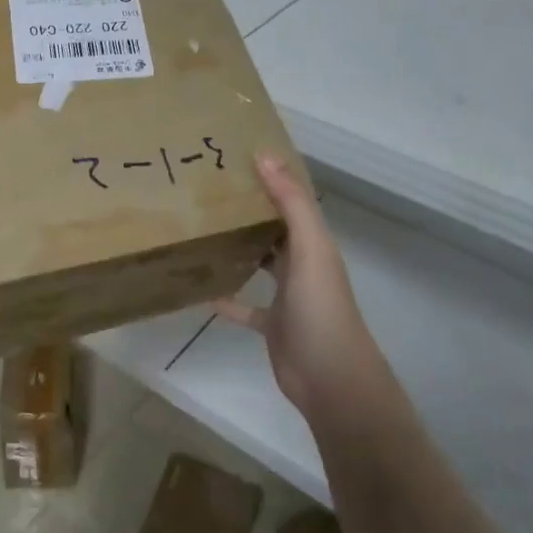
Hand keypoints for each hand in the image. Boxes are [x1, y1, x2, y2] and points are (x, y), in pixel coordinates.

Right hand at [214, 154, 384, 416]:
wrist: (331, 378)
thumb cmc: (321, 307)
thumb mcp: (310, 248)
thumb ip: (291, 202)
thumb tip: (265, 154)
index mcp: (313, 243)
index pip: (292, 200)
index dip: (270, 178)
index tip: (235, 156)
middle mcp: (302, 264)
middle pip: (274, 229)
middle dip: (249, 210)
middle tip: (208, 190)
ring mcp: (288, 295)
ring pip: (260, 263)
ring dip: (238, 248)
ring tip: (201, 230)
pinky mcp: (272, 324)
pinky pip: (245, 306)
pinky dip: (226, 297)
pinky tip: (201, 289)